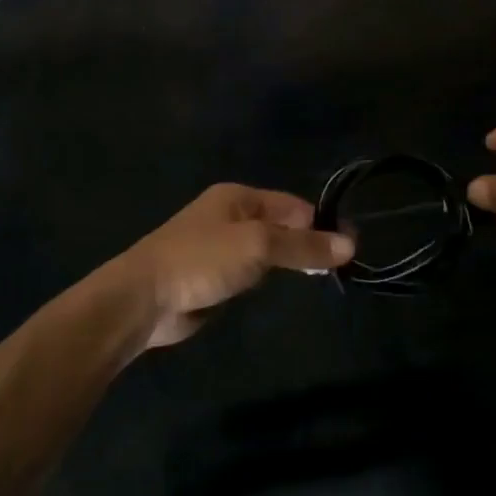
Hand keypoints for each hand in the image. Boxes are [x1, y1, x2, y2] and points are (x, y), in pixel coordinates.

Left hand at [109, 184, 352, 348]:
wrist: (144, 298)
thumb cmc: (201, 260)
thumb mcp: (258, 247)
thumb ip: (303, 246)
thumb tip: (350, 245)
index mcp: (238, 197)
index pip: (293, 205)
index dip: (322, 224)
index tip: (351, 247)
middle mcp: (231, 216)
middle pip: (282, 226)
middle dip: (308, 243)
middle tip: (341, 267)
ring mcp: (220, 247)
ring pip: (268, 250)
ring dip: (289, 263)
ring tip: (322, 278)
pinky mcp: (213, 276)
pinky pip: (251, 272)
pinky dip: (267, 279)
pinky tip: (282, 291)